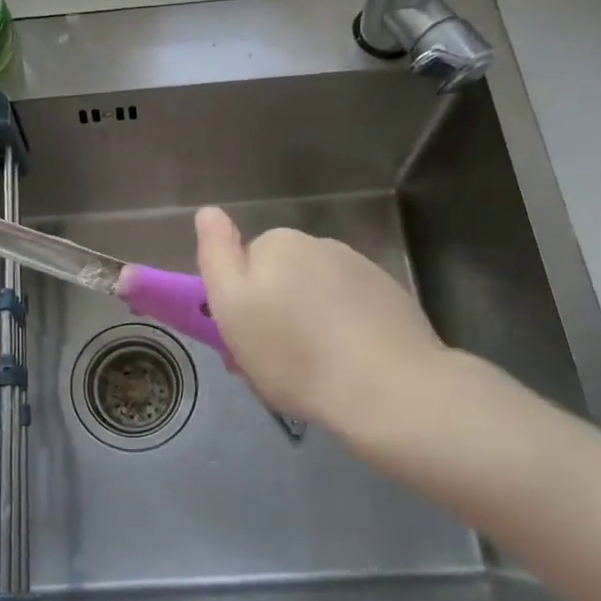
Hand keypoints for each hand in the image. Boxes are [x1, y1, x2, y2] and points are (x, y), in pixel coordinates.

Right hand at [194, 206, 455, 444]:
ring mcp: (360, 268)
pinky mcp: (391, 296)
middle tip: (275, 364)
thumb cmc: (294, 355)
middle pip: (282, 278)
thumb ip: (216, 254)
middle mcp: (319, 245)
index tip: (244, 341)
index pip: (243, 266)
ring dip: (309, 321)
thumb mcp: (232, 306)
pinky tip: (349, 363)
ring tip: (316, 370)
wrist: (388, 389)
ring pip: (317, 294)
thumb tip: (209, 211)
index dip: (238, 304)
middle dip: (275, 312)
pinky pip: (351, 308)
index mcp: (277, 243)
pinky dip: (344, 329)